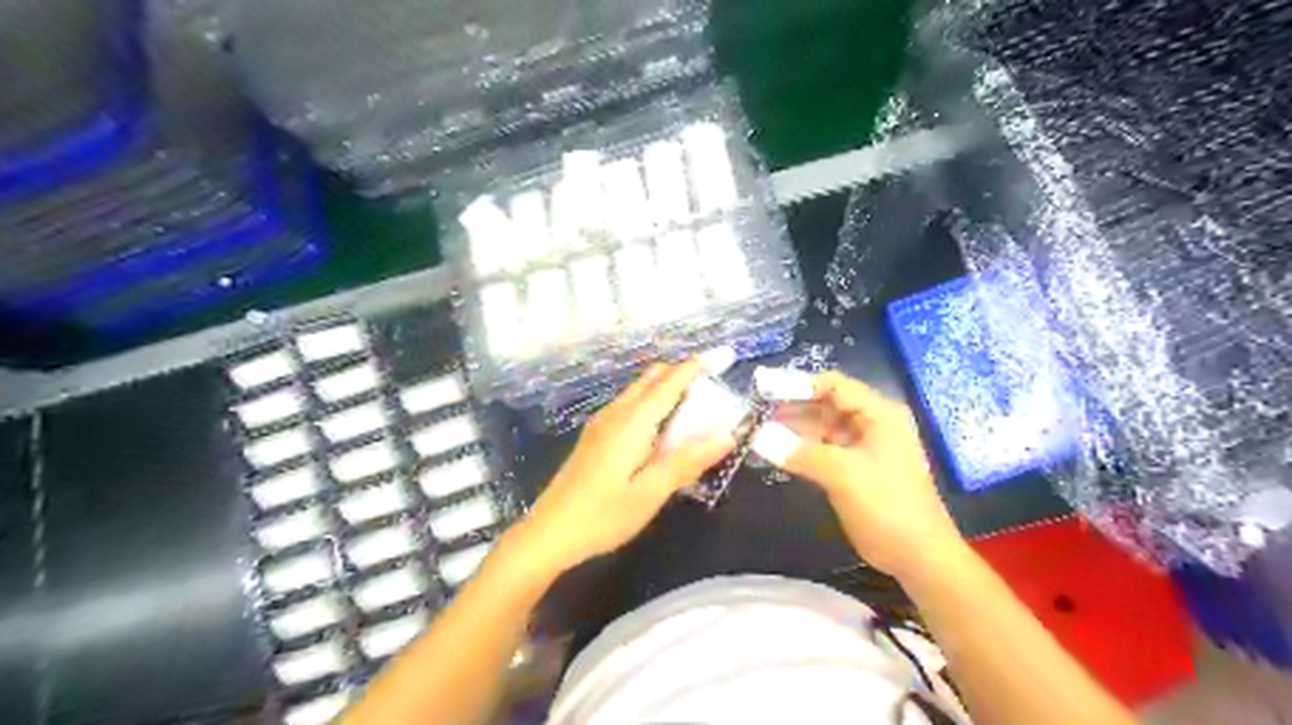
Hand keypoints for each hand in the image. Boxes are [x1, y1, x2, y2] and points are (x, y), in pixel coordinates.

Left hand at [517, 363, 736, 577]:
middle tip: (712, 387)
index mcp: (631, 423)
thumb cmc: (603, 515)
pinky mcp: (595, 437)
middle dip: (680, 374)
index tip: (719, 357)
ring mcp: (601, 424)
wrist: (549, 533)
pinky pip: (629, 406)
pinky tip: (661, 429)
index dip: (694, 368)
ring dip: (665, 389)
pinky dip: (651, 404)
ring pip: (638, 391)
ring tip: (694, 407)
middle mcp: (615, 414)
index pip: (668, 384)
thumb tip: (727, 435)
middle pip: (650, 379)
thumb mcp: (650, 493)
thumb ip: (687, 461)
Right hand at [759, 371, 962, 580]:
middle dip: (790, 406)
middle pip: (824, 403)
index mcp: (879, 413)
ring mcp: (862, 446)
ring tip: (755, 429)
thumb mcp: (843, 475)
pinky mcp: (853, 467)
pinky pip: (821, 448)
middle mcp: (871, 422)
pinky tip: (773, 451)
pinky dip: (799, 448)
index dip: (796, 384)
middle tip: (752, 412)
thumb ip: (799, 452)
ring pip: (820, 426)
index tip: (761, 390)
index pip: (832, 384)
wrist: (919, 558)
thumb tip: (756, 436)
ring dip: (791, 428)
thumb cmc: (888, 507)